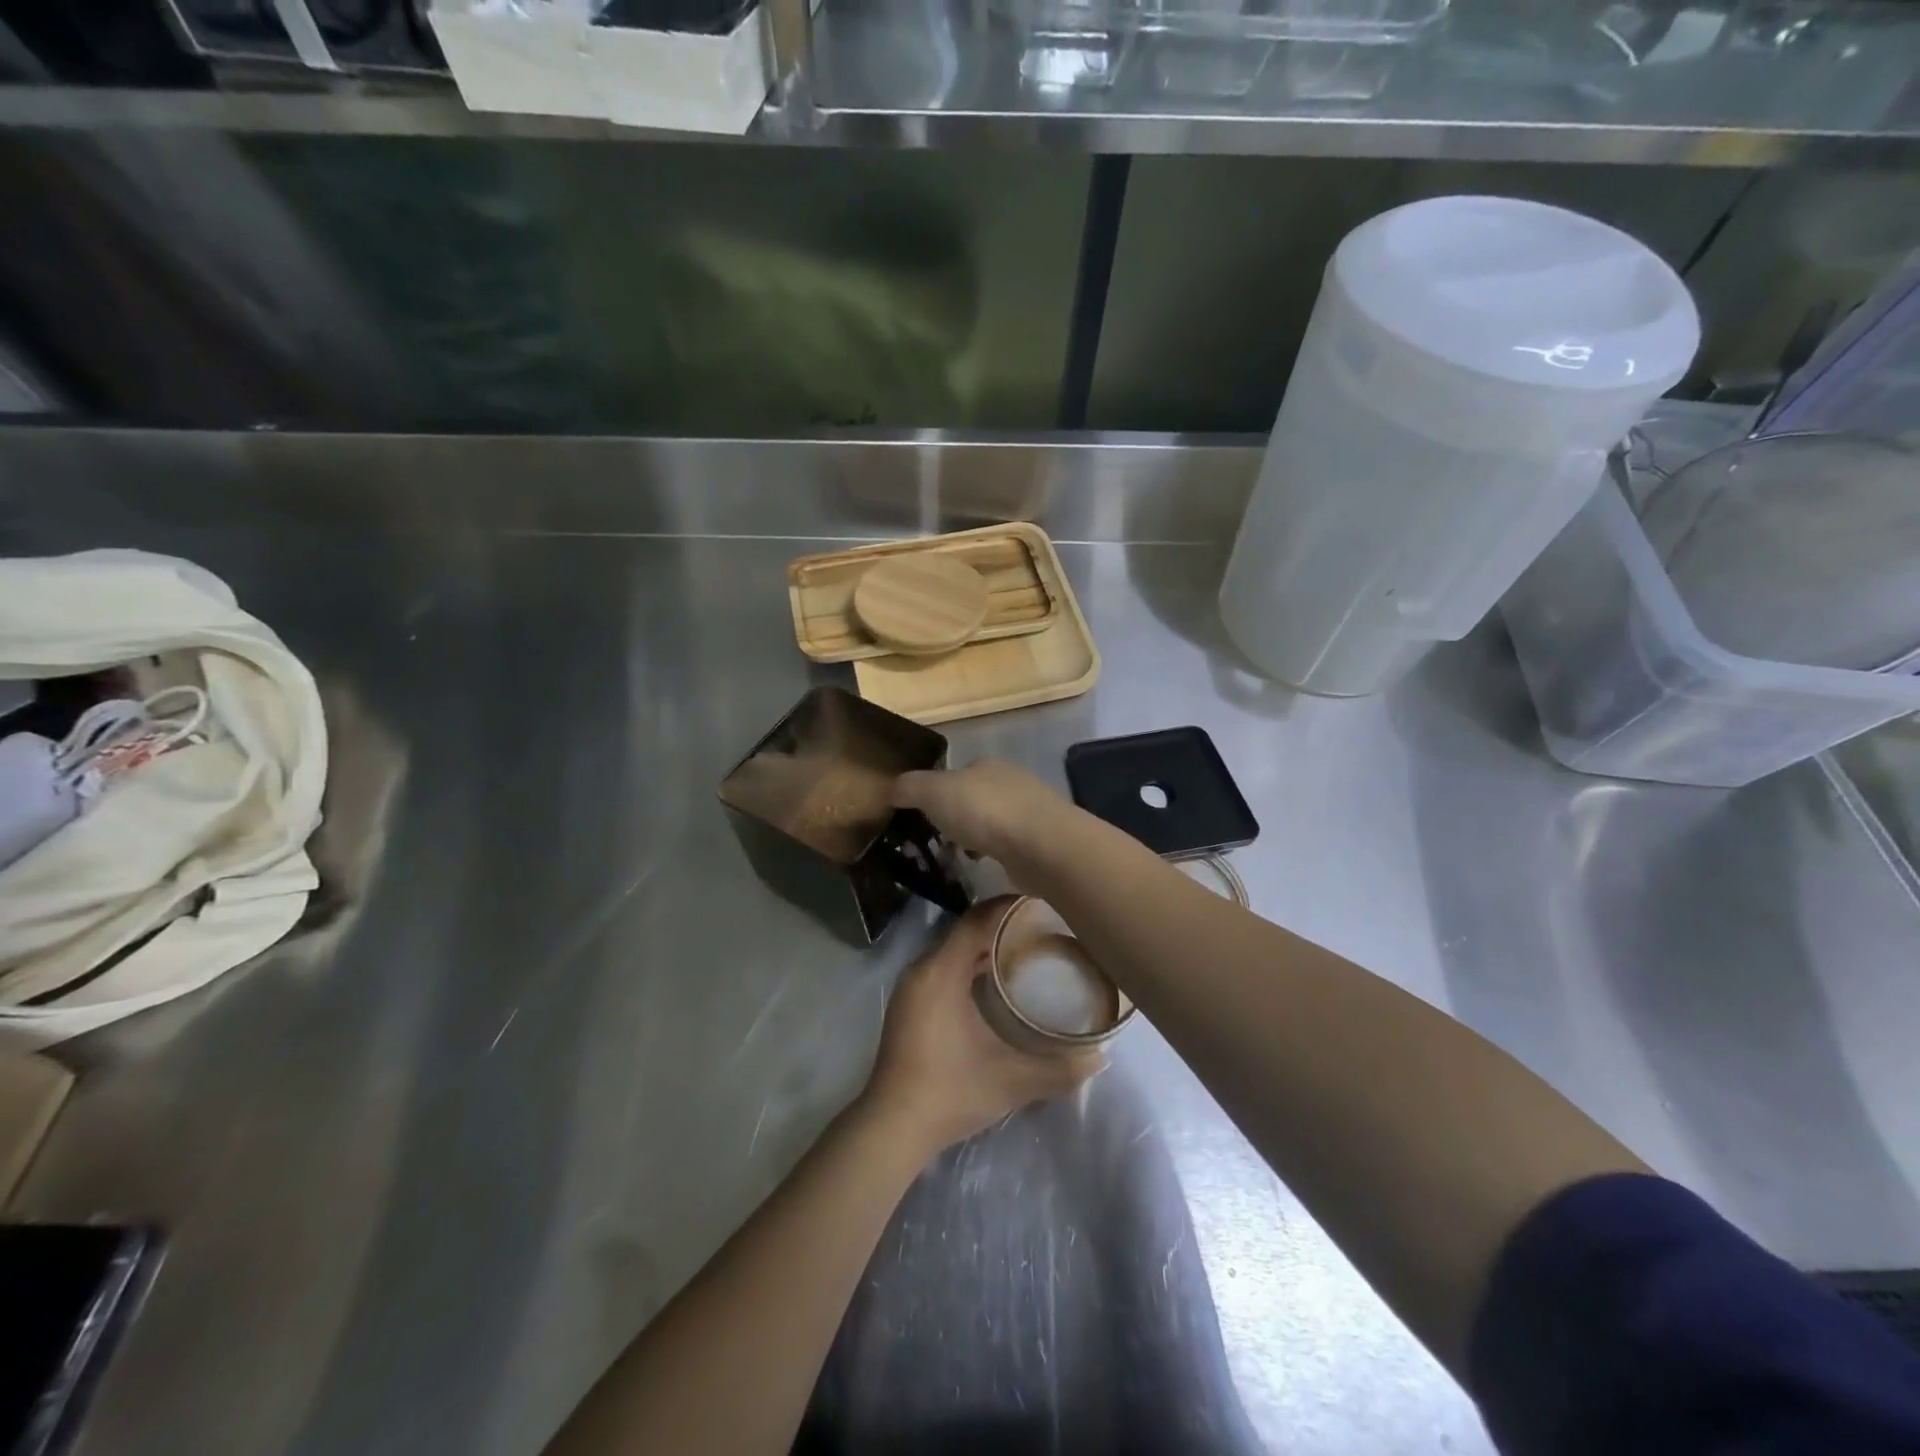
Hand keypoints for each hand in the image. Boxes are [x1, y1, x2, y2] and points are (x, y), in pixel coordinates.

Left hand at [862, 899, 1103, 1156]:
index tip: (1043, 902)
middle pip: (966, 929)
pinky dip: (970, 963)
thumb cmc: (950, 1092)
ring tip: (1027, 948)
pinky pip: (944, 965)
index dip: (1009, 906)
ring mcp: (912, 986)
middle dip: (1003, 924)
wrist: (892, 1126)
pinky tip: (996, 981)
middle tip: (1044, 926)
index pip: (977, 919)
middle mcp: (923, 968)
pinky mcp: (909, 1002)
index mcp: (942, 971)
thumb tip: (1102, 1057)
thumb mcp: (1011, 1081)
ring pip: (954, 948)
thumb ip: (1058, 1069)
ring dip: (986, 944)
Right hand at [892, 761, 1069, 866]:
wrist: (1041, 844)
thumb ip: (909, 787)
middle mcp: (1010, 781)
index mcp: (985, 765)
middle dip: (956, 818)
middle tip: (936, 841)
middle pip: (974, 798)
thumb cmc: (983, 811)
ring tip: (958, 858)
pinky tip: (984, 866)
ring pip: (992, 822)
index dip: (936, 794)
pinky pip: (1008, 843)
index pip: (955, 774)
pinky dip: (994, 852)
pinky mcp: (1041, 839)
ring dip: (975, 837)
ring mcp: (1029, 809)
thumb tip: (890, 789)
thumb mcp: (933, 792)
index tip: (921, 818)